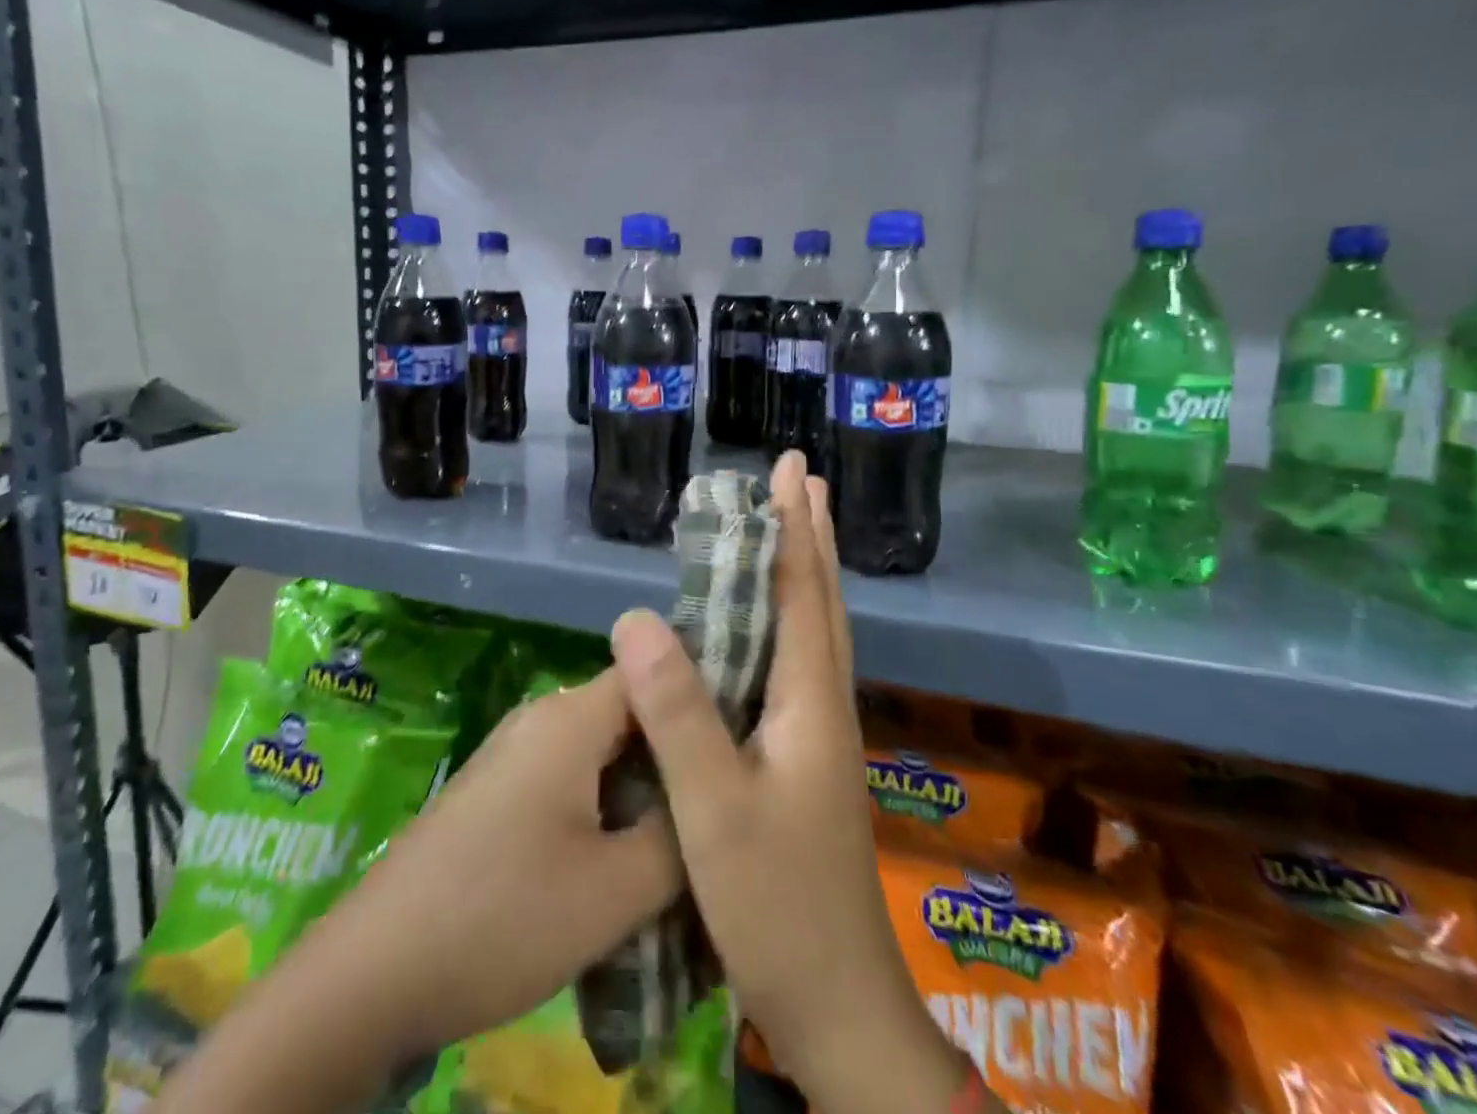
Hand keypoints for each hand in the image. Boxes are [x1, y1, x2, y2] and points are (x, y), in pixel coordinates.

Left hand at [154, 668, 681, 1113]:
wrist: (375, 970)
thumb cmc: (503, 916)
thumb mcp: (616, 890)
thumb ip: (682, 835)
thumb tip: (718, 797)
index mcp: (573, 716)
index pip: (657, 673)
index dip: (706, 701)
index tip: (751, 741)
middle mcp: (544, 716)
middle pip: (632, 712)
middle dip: (679, 753)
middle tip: (728, 802)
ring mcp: (516, 750)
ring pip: (603, 750)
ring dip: (644, 787)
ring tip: (688, 837)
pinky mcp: (499, 788)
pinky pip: (572, 776)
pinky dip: (607, 803)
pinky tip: (626, 856)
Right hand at [610, 451, 992, 1113]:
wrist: (840, 1007)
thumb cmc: (777, 906)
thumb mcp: (713, 809)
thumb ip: (678, 714)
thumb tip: (636, 617)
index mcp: (810, 702)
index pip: (804, 592)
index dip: (794, 527)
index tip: (791, 469)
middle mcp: (823, 705)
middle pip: (822, 601)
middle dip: (811, 535)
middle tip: (803, 480)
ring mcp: (818, 735)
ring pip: (814, 631)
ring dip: (804, 571)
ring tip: (791, 528)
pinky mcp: (804, 759)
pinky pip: (795, 664)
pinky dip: (787, 619)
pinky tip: (765, 627)